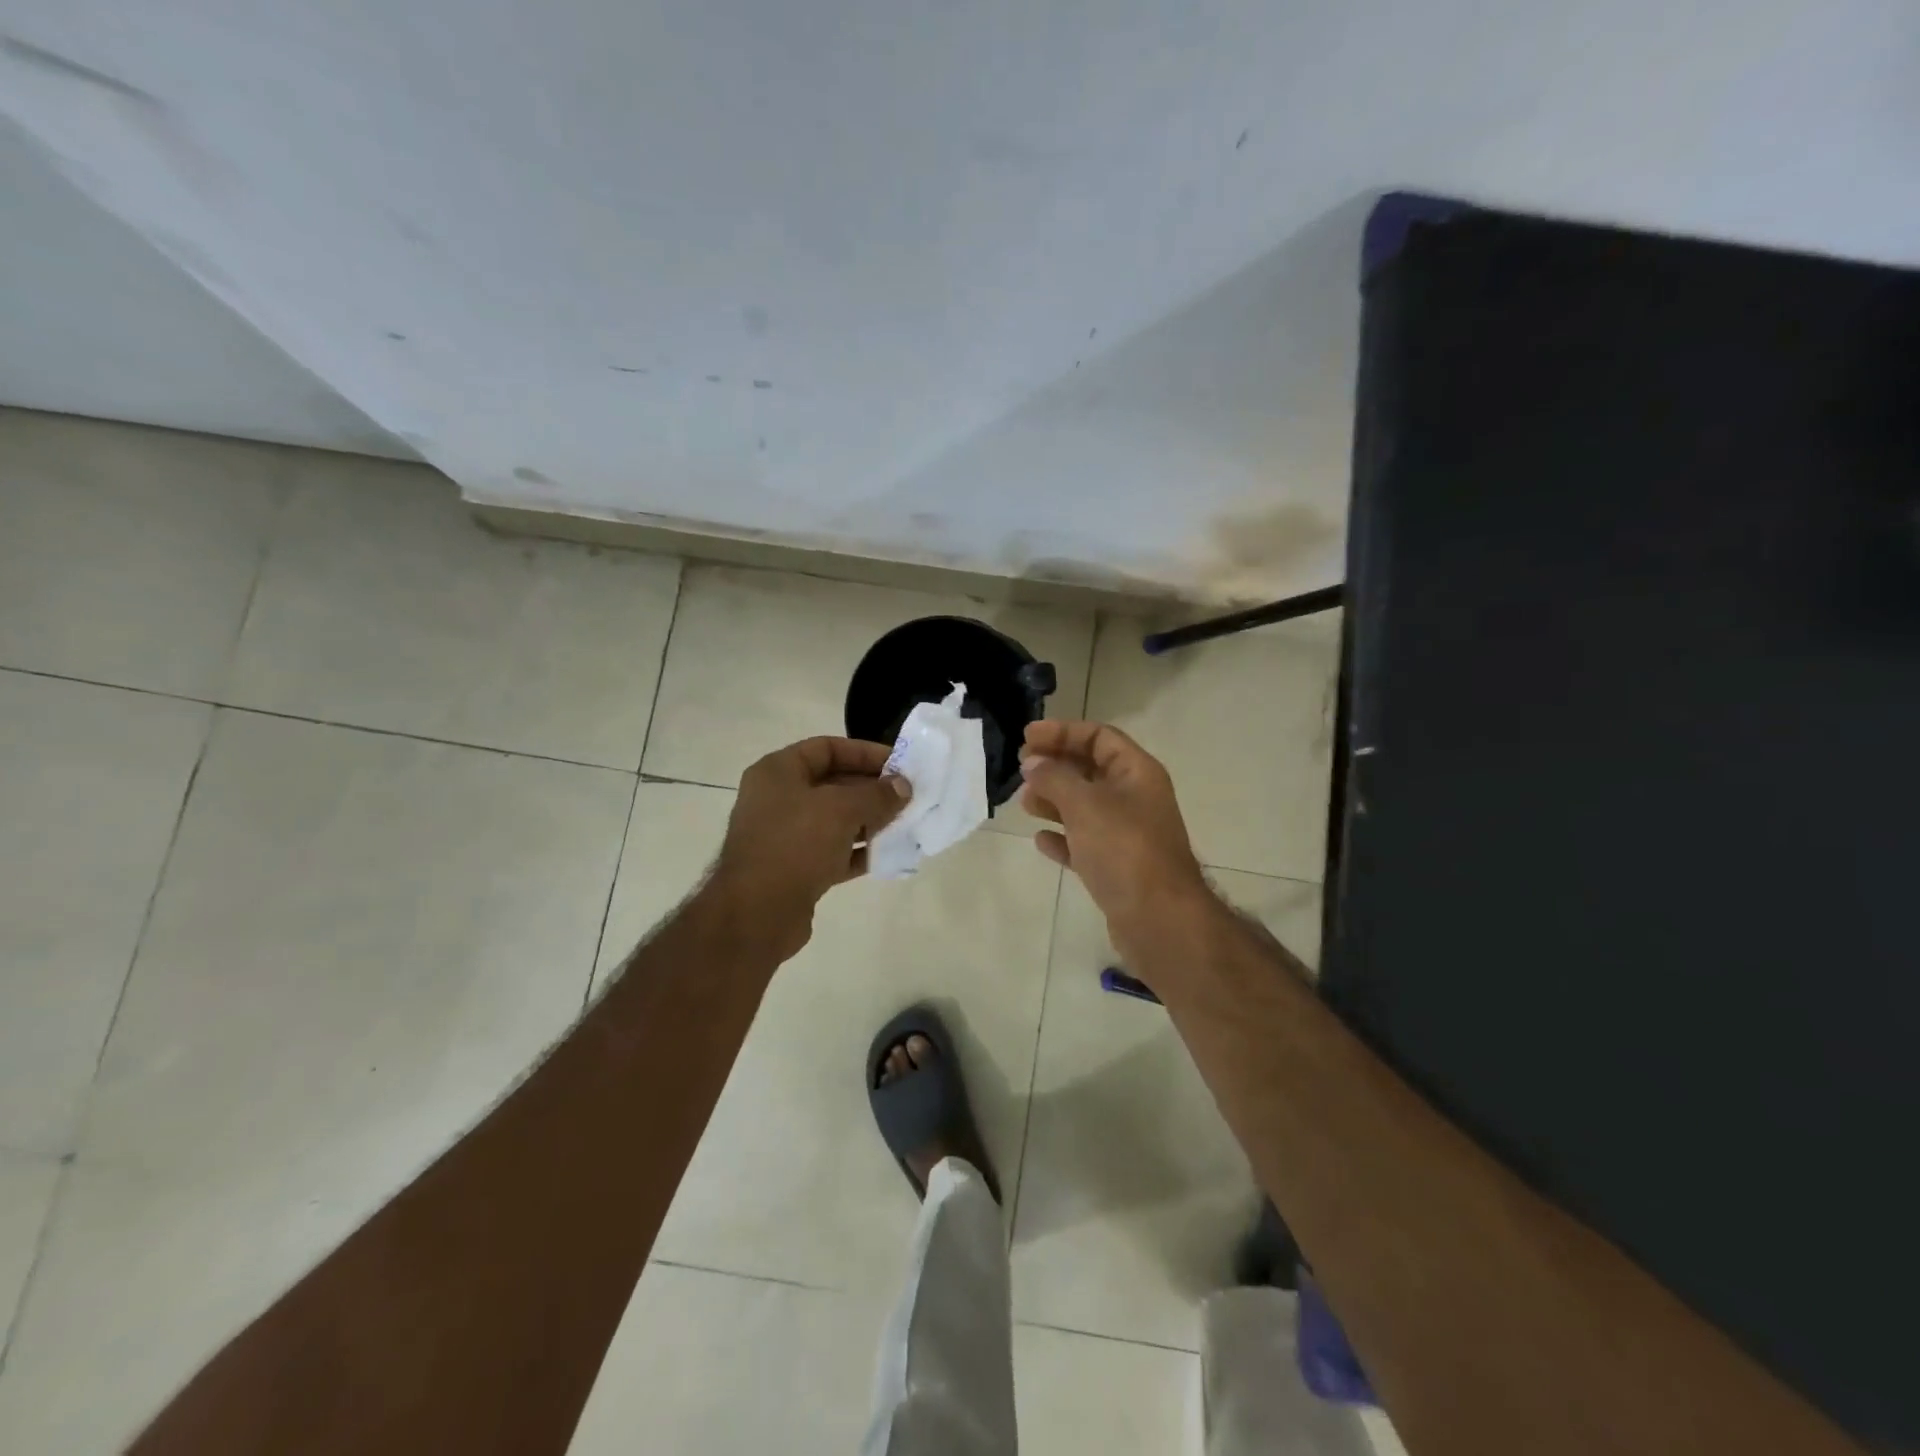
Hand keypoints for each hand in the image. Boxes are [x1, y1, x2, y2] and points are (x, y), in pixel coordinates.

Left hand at [711, 736, 910, 958]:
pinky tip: (889, 853)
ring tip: (905, 823)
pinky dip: (859, 850)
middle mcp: (778, 798)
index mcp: (778, 772)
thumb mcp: (841, 809)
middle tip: (908, 795)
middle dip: (872, 789)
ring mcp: (785, 835)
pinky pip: (834, 850)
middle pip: (833, 783)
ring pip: (836, 819)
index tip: (899, 764)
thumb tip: (903, 787)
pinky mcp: (796, 868)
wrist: (756, 914)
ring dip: (870, 820)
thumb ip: (876, 794)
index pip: (827, 748)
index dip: (864, 752)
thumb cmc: (795, 845)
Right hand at [1020, 720, 1211, 948]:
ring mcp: (1128, 834)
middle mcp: (1135, 798)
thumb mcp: (1085, 804)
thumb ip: (1055, 778)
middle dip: (1055, 766)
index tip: (1026, 737)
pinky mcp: (1117, 867)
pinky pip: (1085, 843)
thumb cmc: (1124, 850)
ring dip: (1054, 800)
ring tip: (1024, 802)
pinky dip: (1063, 837)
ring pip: (1085, 806)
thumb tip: (1032, 763)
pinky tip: (1040, 840)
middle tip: (1021, 768)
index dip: (1062, 732)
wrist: (1159, 919)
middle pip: (1091, 769)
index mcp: (1137, 773)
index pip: (1099, 737)